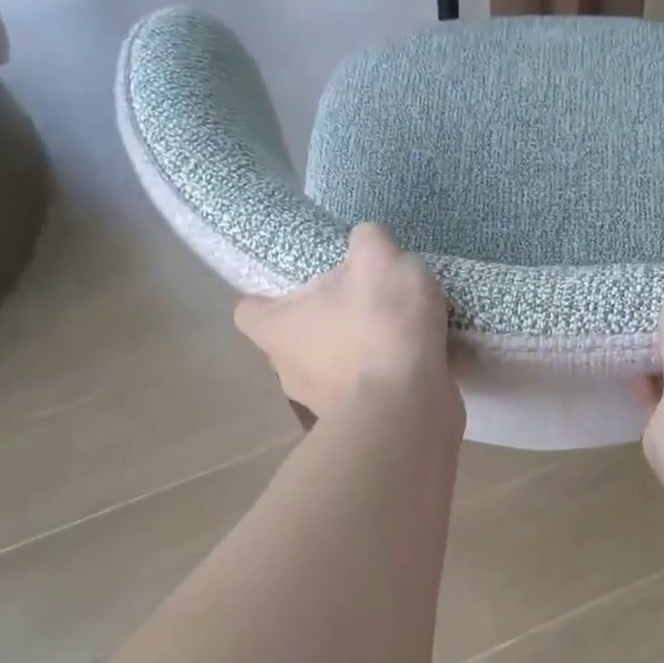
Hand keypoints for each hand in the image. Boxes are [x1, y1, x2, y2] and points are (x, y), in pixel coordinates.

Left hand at [235, 224, 454, 417]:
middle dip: (323, 322)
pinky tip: (416, 361)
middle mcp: (287, 370)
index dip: (269, 296)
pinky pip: (365, 393)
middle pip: (295, 339)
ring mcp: (322, 404)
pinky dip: (384, 378)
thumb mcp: (380, 259)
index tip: (302, 285)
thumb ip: (369, 239)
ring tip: (396, 332)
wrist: (410, 409)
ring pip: (331, 368)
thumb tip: (367, 240)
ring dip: (357, 352)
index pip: (248, 310)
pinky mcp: (359, 423)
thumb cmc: (379, 330)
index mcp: (275, 328)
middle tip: (360, 302)